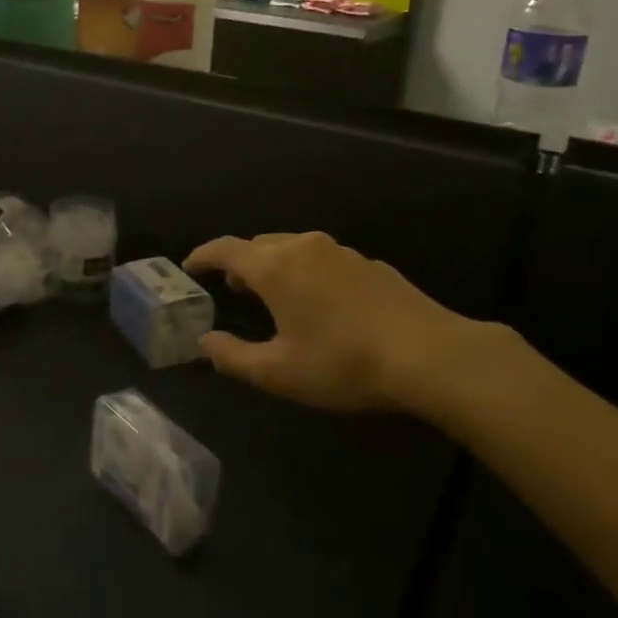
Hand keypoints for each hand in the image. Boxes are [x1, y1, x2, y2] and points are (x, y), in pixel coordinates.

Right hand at [184, 232, 524, 427]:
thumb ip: (233, 356)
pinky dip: (305, 270)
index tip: (190, 266)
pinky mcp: (368, 263)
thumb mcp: (279, 372)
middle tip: (231, 288)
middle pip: (259, 244)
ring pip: (292, 247)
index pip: (226, 249)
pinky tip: (320, 301)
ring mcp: (340, 251)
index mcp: (274, 268)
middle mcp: (303, 248)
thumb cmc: (343, 363)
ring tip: (273, 293)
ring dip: (273, 264)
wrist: (428, 354)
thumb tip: (205, 342)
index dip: (203, 255)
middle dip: (239, 262)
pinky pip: (322, 257)